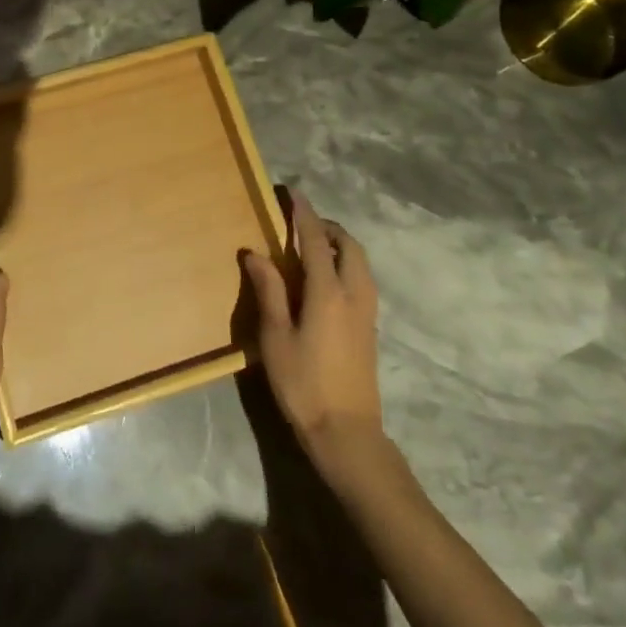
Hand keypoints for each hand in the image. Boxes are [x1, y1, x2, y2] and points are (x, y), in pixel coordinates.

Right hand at [241, 190, 383, 454]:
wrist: (347, 434)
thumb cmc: (304, 384)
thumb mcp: (276, 337)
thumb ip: (269, 290)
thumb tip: (255, 253)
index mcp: (328, 293)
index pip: (316, 240)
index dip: (304, 214)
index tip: (293, 192)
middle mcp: (354, 295)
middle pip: (349, 246)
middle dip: (327, 227)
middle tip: (300, 222)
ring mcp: (367, 313)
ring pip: (360, 263)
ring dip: (339, 245)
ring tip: (311, 246)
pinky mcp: (370, 329)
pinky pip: (361, 279)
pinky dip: (345, 264)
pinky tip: (324, 278)